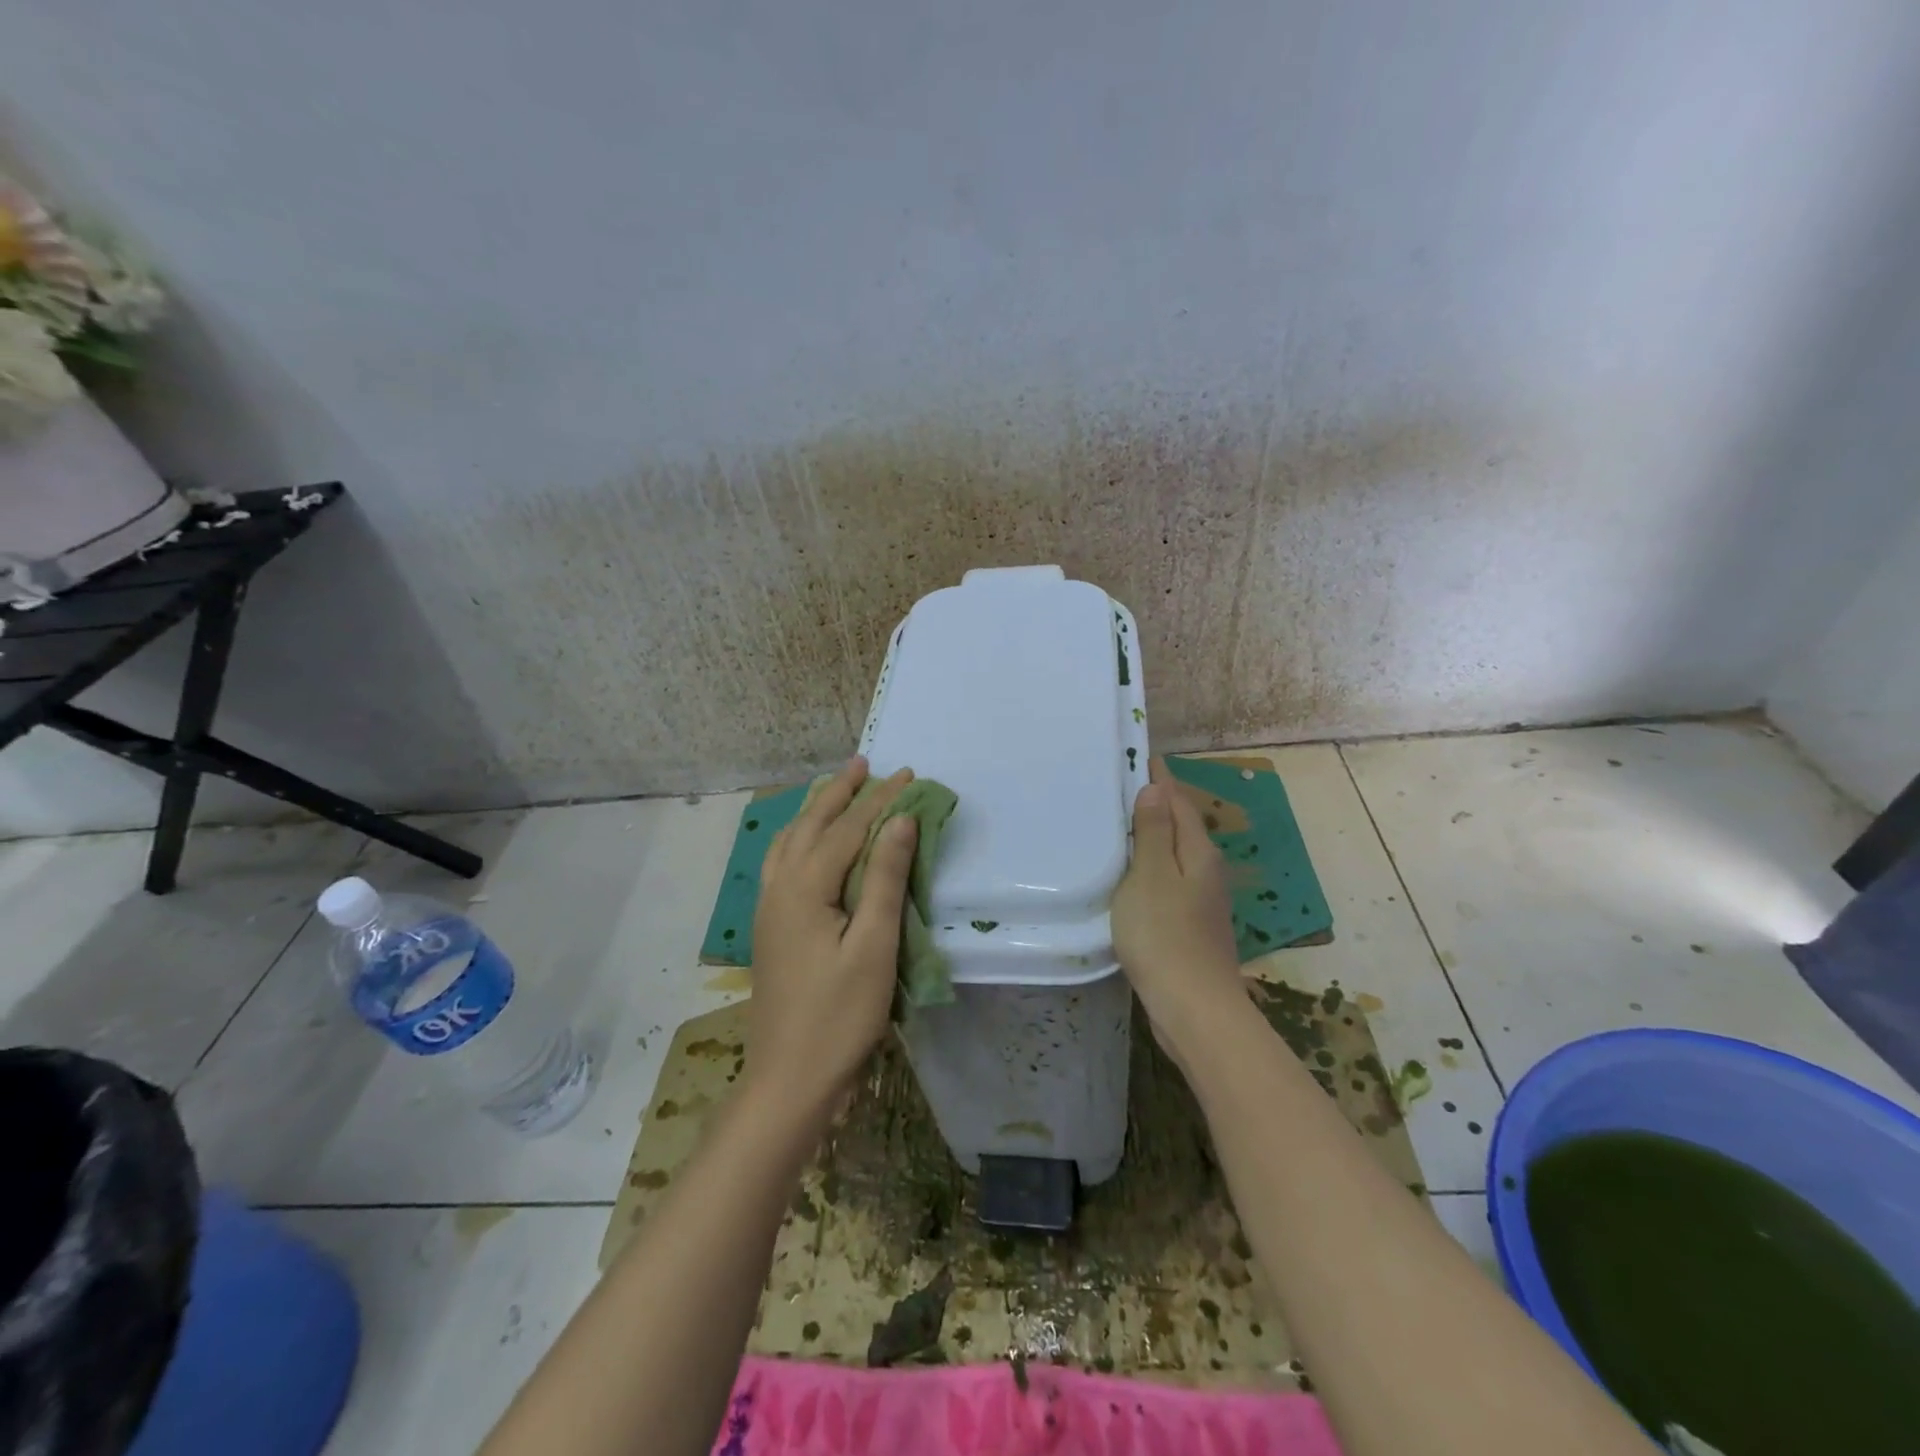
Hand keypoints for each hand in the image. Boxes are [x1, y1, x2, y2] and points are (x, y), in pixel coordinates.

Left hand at [747, 757, 917, 1114]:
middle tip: (863, 762)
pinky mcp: (770, 928)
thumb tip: (900, 821)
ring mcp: (769, 909)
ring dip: (814, 810)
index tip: (907, 774)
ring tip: (834, 788)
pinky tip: (805, 842)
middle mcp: (779, 888)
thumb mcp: (875, 946)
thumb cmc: (840, 1016)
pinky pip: (781, 862)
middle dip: (839, 792)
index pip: (848, 829)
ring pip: (789, 841)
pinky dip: (797, 837)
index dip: (880, 799)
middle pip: (810, 825)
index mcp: (804, 888)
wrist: (789, 1079)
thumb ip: (885, 879)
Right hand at [1112, 757, 1248, 1063]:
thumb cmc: (1164, 934)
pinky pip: (1169, 880)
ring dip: (1154, 836)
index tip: (1141, 755)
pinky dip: (1152, 867)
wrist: (1193, 1007)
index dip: (1160, 778)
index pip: (1179, 801)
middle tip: (1122, 786)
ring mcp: (1202, 900)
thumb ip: (1154, 832)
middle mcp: (1207, 870)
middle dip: (1158, 803)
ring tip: (1122, 824)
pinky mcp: (1191, 925)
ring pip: (1176, 854)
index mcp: (1199, 852)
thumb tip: (1156, 789)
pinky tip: (1132, 875)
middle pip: (1182, 825)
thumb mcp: (1150, 876)